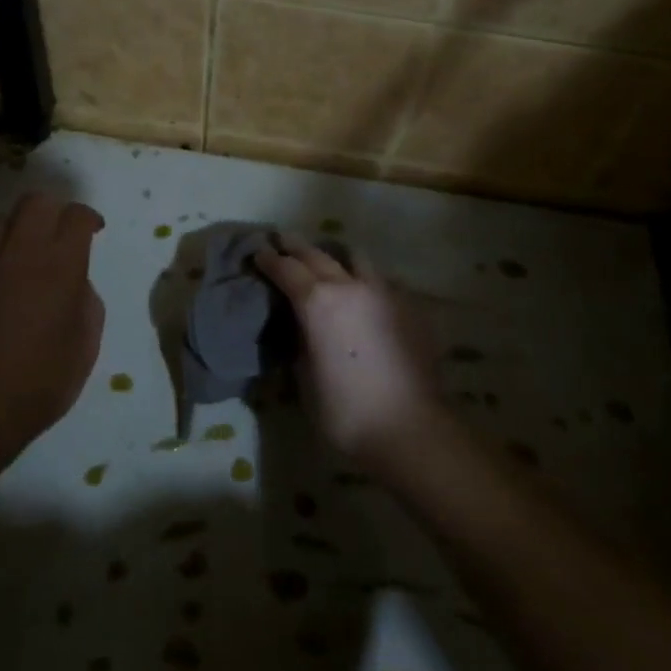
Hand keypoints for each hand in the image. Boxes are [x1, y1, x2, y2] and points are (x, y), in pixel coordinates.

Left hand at [0, 192, 105, 455]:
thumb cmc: (40, 382)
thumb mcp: (85, 345)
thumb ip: (86, 301)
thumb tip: (75, 282)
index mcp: (61, 266)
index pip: (77, 216)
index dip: (88, 218)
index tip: (93, 231)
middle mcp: (20, 251)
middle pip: (36, 202)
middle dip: (52, 211)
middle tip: (56, 234)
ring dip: (14, 231)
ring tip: (17, 256)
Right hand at [254, 235, 442, 470]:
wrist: (410, 428)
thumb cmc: (345, 410)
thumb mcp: (305, 376)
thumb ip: (300, 341)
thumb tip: (301, 328)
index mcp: (317, 301)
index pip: (287, 269)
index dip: (270, 260)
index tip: (259, 253)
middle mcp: (350, 286)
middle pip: (318, 254)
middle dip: (297, 247)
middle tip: (283, 242)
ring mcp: (384, 293)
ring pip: (356, 259)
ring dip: (336, 257)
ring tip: (328, 263)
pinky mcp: (410, 307)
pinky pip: (381, 282)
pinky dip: (364, 281)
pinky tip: (363, 296)